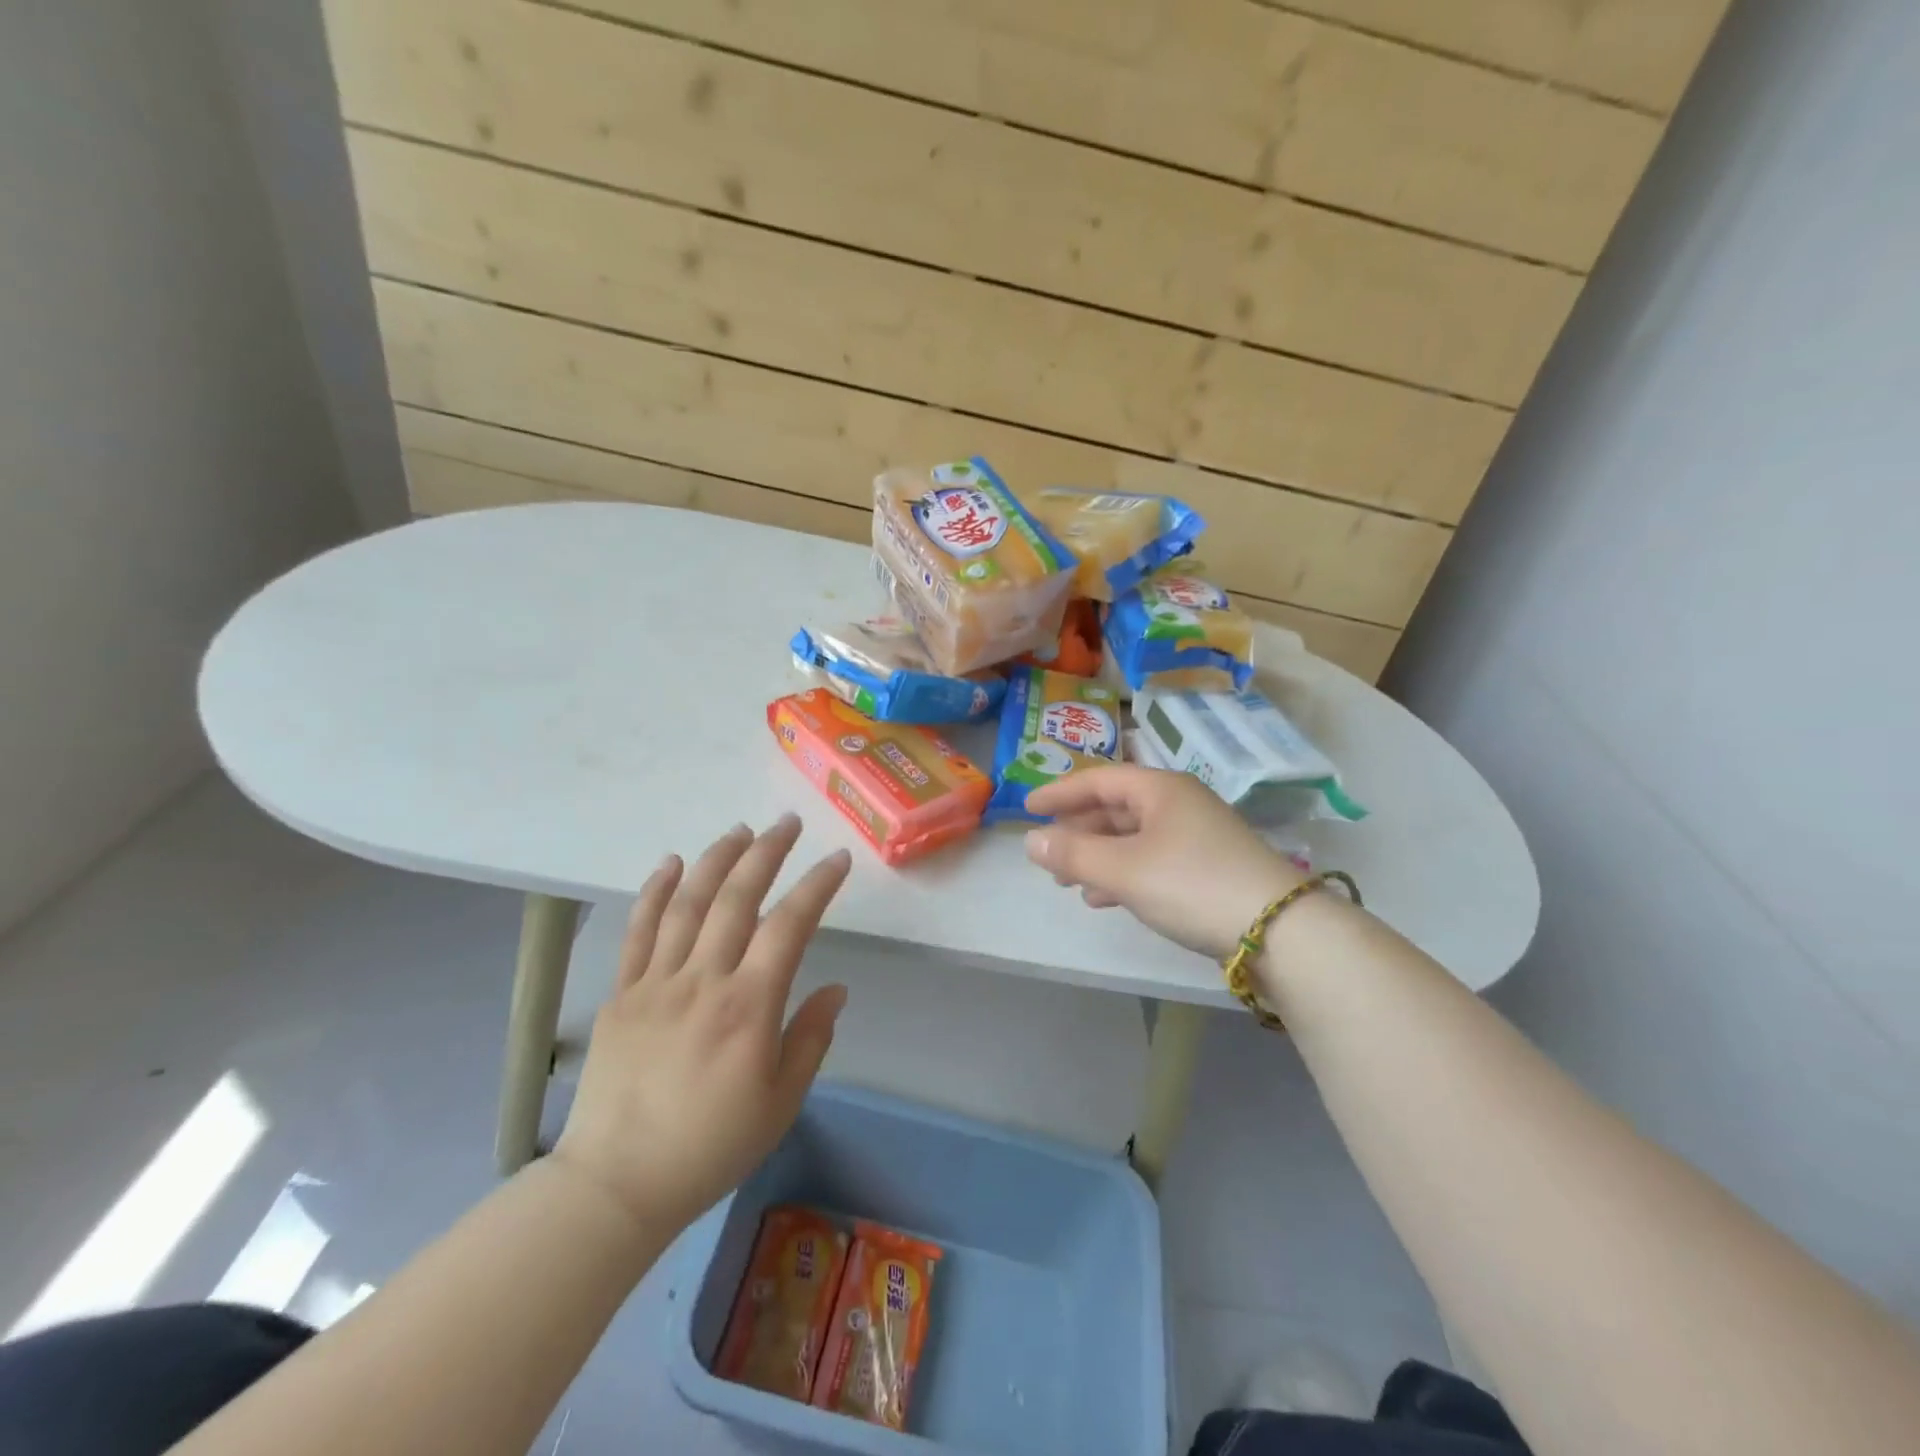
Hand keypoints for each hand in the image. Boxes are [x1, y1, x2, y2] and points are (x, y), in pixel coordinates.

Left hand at [552, 816, 851, 1233]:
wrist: (617, 1184)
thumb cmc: (710, 1147)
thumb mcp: (781, 1103)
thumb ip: (811, 1039)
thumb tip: (835, 988)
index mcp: (748, 1007)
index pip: (790, 926)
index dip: (816, 886)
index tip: (837, 860)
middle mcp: (703, 981)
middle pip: (737, 899)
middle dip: (766, 853)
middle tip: (788, 824)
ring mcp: (657, 982)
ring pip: (689, 903)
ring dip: (717, 859)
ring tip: (740, 830)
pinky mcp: (622, 993)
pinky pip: (639, 931)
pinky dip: (655, 891)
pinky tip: (672, 862)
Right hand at [1024, 766, 1304, 959]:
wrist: (1279, 930)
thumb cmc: (1191, 884)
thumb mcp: (1124, 869)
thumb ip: (1073, 854)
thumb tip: (1031, 841)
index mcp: (1160, 789)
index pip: (1099, 779)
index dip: (1060, 792)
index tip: (1027, 806)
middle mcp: (1180, 804)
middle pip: (1116, 808)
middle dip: (1078, 830)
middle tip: (1047, 853)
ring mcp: (1197, 836)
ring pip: (1133, 837)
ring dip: (1098, 856)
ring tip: (1068, 882)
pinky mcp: (1208, 868)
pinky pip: (1151, 860)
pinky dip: (1123, 873)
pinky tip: (1105, 898)